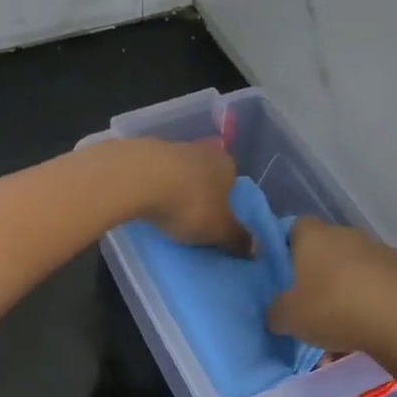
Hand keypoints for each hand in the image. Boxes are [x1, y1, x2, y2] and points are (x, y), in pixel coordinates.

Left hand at [129, 138, 250, 252]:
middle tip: (191, 214)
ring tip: (165, 208)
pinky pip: (153, 171)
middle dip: (199, 189)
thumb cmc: (189, 204)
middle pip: (204, 171)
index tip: (216, 215)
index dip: (225, 197)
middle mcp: (201, 150)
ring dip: (174, 184)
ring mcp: (169, 148)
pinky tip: (145, 197)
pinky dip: (151, 183)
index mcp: (226, 165)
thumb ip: (237, 238)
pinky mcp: (141, 152)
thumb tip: (257, 249)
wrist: (139, 178)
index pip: (232, 179)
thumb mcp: (218, 229)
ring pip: (178, 168)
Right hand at [267, 216, 396, 370]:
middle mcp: (345, 235)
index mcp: (313, 236)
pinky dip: (366, 304)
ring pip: (350, 270)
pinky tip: (361, 332)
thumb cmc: (333, 308)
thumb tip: (274, 312)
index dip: (284, 249)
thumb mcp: (288, 317)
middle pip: (323, 250)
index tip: (281, 275)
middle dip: (315, 274)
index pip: (292, 228)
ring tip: (336, 328)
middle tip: (306, 305)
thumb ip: (274, 312)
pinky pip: (373, 286)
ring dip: (342, 291)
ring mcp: (377, 251)